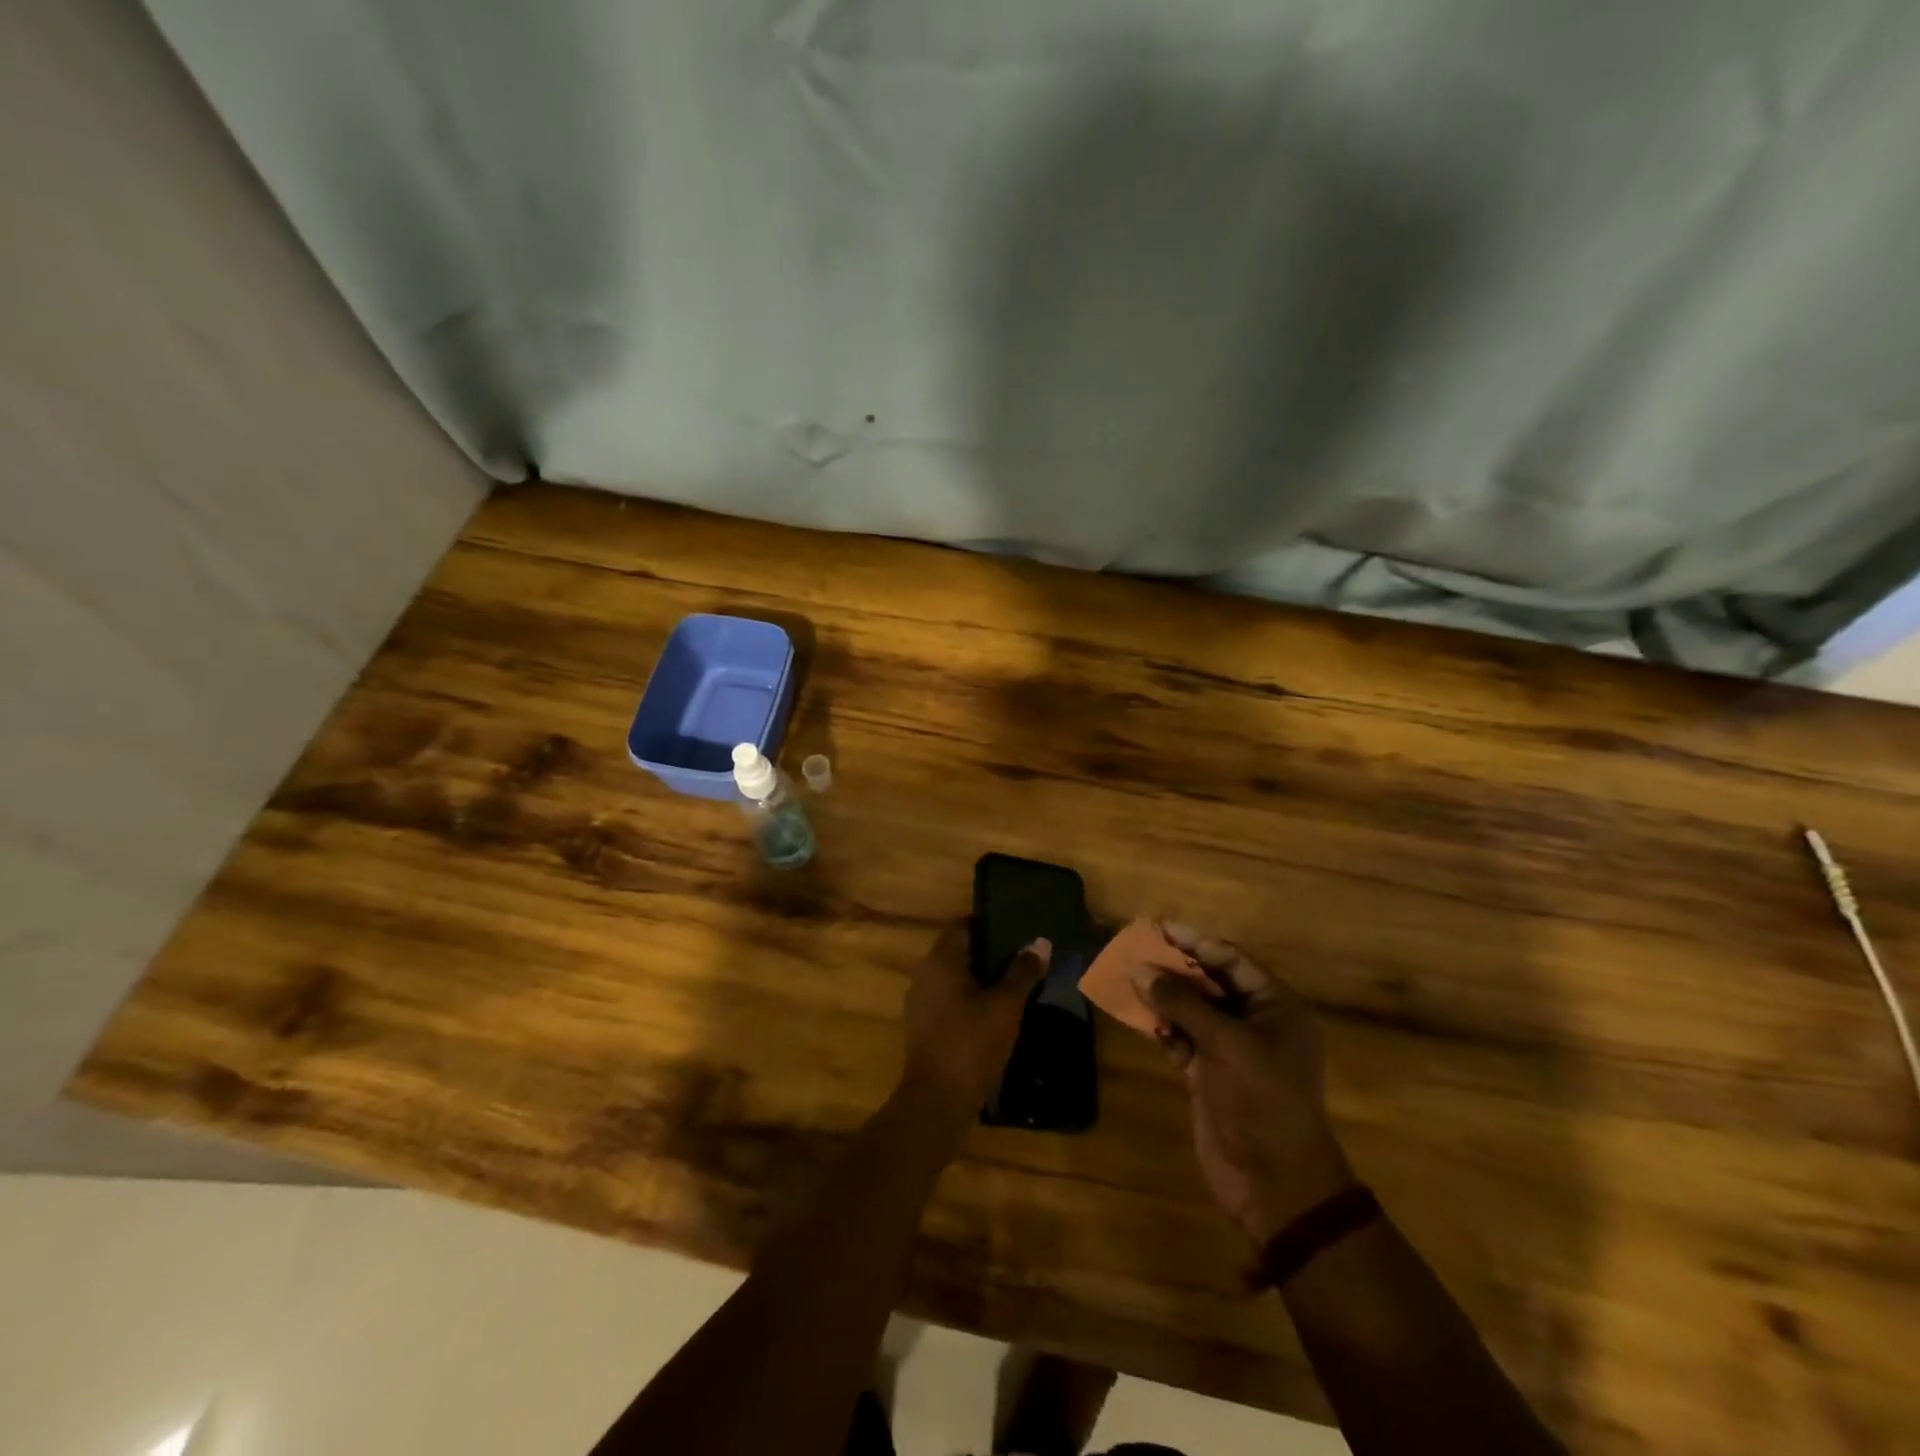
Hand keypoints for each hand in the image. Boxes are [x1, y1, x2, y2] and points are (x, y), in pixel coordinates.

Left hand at [900, 920, 1049, 1126]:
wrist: (936, 1101)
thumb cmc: (971, 1043)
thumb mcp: (1005, 1006)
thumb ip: (1022, 972)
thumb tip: (1040, 942)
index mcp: (940, 961)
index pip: (962, 925)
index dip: (988, 923)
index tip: (1016, 927)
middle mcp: (925, 974)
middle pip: (958, 951)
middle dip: (989, 952)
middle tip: (1022, 954)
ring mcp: (921, 1003)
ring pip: (954, 978)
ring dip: (981, 978)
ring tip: (1015, 983)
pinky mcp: (925, 1027)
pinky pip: (950, 1001)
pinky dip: (971, 1000)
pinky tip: (996, 1013)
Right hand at [1140, 924, 1356, 1246]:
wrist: (1274, 1183)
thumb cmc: (1262, 1100)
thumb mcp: (1226, 1044)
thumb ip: (1183, 1004)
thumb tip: (1142, 970)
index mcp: (1276, 1007)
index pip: (1231, 960)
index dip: (1194, 942)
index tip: (1158, 926)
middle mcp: (1255, 1022)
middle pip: (1210, 982)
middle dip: (1174, 966)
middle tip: (1136, 947)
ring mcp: (1231, 1049)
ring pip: (1192, 1010)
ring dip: (1163, 996)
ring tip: (1128, 976)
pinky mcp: (1209, 1074)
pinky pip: (1182, 1038)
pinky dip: (1163, 1028)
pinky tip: (1140, 1016)